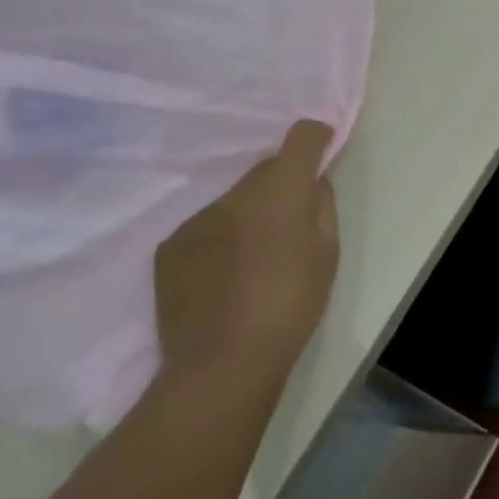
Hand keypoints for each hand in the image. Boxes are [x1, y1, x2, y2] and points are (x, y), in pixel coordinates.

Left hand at [154, 120, 338, 389]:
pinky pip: (207, 226)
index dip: (316, 137)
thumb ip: (321, 206)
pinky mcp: (170, 246)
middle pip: (265, 168)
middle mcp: (235, 193)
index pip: (301, 136)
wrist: (221, 363)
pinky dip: (221, 237)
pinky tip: (225, 274)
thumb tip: (312, 182)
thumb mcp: (328, 252)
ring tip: (255, 255)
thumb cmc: (291, 303)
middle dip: (282, 183)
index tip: (323, 150)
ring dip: (249, 212)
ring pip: (234, 199)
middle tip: (292, 220)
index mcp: (281, 189)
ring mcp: (197, 218)